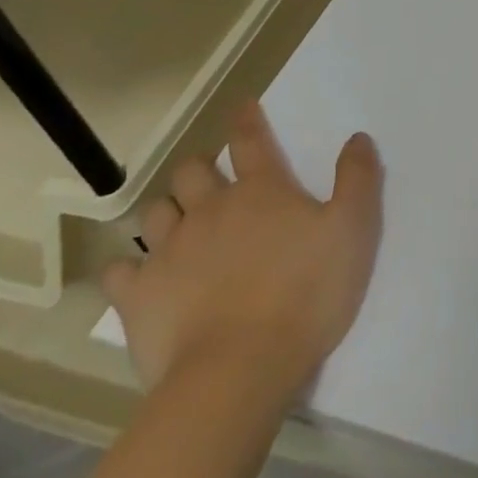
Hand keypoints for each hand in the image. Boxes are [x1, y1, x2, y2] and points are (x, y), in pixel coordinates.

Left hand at [103, 106, 383, 397]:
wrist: (239, 370)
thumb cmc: (306, 294)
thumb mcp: (353, 231)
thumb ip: (358, 179)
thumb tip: (358, 138)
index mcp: (261, 190)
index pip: (250, 140)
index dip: (247, 120)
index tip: (244, 107)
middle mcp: (210, 209)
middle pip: (193, 171)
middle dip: (200, 169)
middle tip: (212, 182)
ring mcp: (169, 251)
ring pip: (156, 212)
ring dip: (168, 211)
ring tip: (179, 225)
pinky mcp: (139, 296)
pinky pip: (119, 271)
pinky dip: (127, 268)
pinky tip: (137, 276)